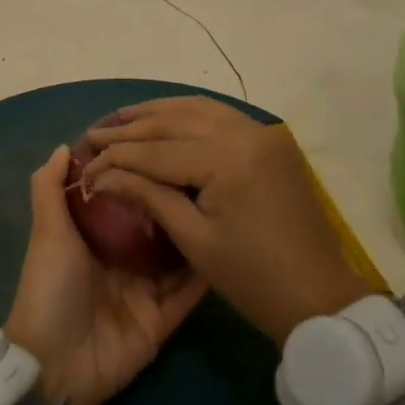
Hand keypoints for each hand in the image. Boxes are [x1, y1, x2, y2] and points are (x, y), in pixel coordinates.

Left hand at [3, 145, 206, 404]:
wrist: (56, 365)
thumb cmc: (50, 288)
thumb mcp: (47, 232)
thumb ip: (50, 189)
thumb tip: (65, 146)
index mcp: (93, 237)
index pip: (123, 197)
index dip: (140, 172)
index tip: (167, 141)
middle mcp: (122, 258)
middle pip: (155, 223)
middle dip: (175, 198)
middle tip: (209, 167)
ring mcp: (145, 289)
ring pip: (177, 254)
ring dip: (196, 230)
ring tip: (227, 198)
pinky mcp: (164, 318)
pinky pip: (190, 291)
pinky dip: (207, 272)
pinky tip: (233, 244)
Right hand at [82, 97, 373, 342]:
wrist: (319, 296)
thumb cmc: (251, 277)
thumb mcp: (193, 238)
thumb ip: (147, 195)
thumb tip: (102, 174)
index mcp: (227, 159)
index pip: (156, 150)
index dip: (116, 156)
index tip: (84, 160)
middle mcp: (245, 132)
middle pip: (174, 120)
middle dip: (130, 128)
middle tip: (94, 134)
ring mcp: (261, 132)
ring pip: (197, 108)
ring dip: (156, 113)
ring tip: (120, 120)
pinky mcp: (269, 141)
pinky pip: (219, 116)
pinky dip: (186, 114)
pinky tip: (162, 119)